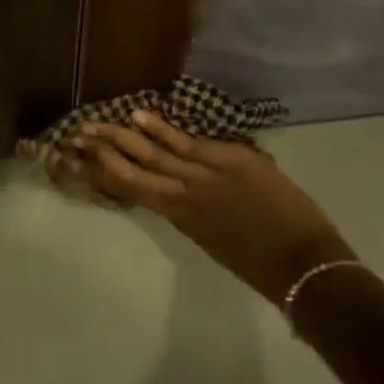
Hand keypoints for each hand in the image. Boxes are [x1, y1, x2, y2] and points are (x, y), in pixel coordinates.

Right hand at [75, 111, 356, 303]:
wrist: (306, 267)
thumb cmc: (265, 263)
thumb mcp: (218, 239)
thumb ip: (197, 211)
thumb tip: (183, 187)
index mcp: (183, 219)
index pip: (135, 191)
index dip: (108, 174)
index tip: (85, 158)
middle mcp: (184, 196)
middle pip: (135, 169)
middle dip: (105, 151)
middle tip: (78, 134)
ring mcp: (205, 175)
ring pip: (155, 153)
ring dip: (122, 136)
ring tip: (96, 123)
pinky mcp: (229, 160)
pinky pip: (188, 142)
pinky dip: (161, 129)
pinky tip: (140, 116)